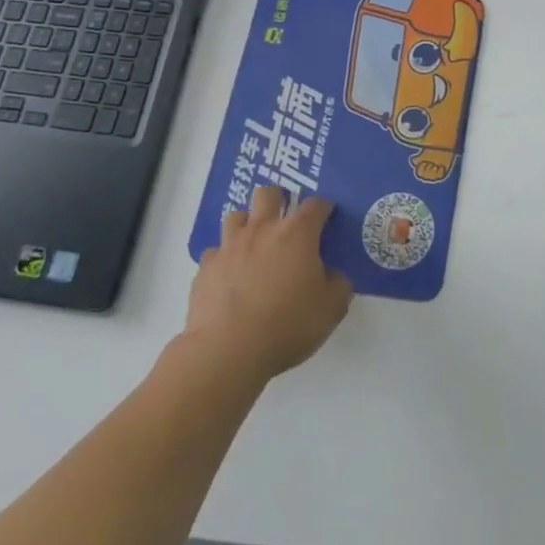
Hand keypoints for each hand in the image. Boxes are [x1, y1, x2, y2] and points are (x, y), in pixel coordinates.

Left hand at [186, 185, 353, 382]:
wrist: (228, 350)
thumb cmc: (288, 324)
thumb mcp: (332, 308)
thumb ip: (338, 284)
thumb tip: (332, 275)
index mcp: (297, 233)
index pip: (315, 205)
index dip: (323, 208)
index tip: (327, 216)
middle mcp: (262, 229)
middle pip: (267, 194)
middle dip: (277, 199)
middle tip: (284, 220)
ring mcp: (229, 246)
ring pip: (235, 216)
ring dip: (246, 225)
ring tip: (253, 244)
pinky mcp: (205, 269)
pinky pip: (215, 253)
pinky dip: (224, 259)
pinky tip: (229, 277)